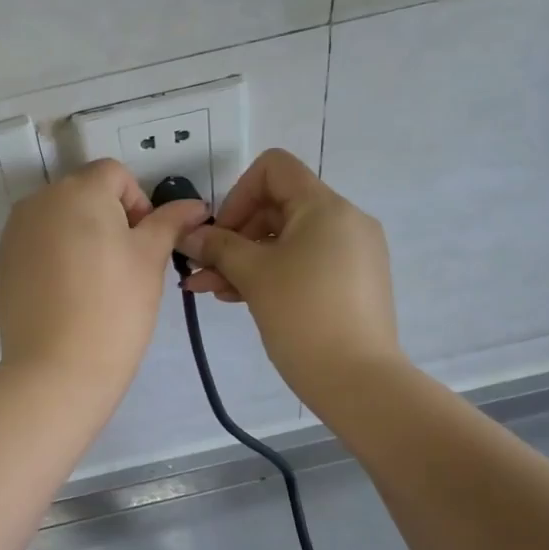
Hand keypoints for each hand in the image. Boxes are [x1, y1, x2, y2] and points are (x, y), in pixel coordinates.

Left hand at [0, 159, 207, 395]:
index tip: (144, 243)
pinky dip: (57, 255)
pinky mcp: (4, 261)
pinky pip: (39, 242)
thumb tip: (195, 205)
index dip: (138, 202)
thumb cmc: (115, 306)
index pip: (115, 174)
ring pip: (60, 218)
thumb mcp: (150, 259)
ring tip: (96, 282)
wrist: (57, 368)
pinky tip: (69, 293)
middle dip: (109, 218)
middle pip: (85, 193)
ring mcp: (16, 231)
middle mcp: (40, 200)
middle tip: (125, 266)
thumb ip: (170, 223)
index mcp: (79, 190)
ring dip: (82, 235)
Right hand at [179, 149, 402, 409]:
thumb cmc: (302, 315)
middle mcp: (345, 220)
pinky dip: (271, 273)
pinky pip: (304, 263)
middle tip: (203, 268)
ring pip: (287, 240)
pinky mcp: (352, 282)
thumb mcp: (253, 275)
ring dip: (245, 259)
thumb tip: (189, 234)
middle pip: (277, 205)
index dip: (238, 194)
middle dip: (234, 235)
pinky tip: (238, 298)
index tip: (221, 234)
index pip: (274, 168)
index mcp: (325, 207)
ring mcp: (352, 253)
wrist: (359, 381)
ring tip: (208, 290)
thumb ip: (217, 247)